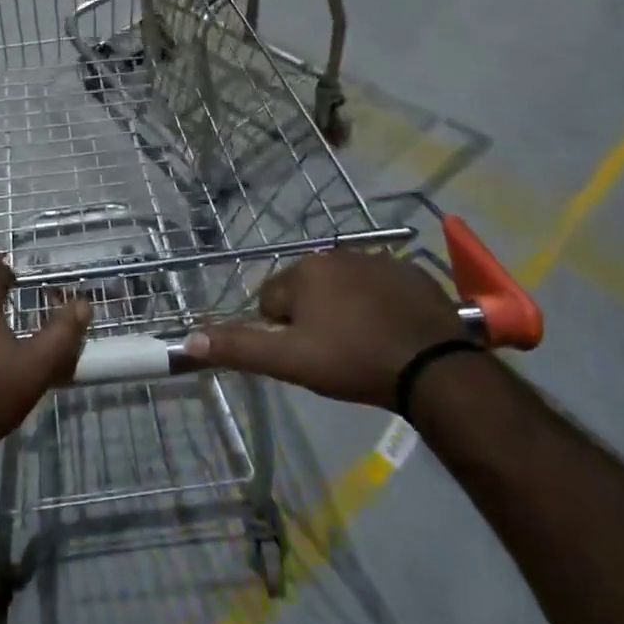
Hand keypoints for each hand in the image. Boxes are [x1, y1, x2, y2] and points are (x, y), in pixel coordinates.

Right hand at [182, 249, 463, 409]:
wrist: (434, 367)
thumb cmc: (353, 360)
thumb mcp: (290, 361)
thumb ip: (239, 347)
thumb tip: (189, 340)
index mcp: (304, 271)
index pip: (271, 299)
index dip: (283, 331)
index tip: (308, 354)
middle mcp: (336, 255)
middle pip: (306, 290)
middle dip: (313, 317)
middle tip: (334, 352)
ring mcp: (377, 260)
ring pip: (343, 288)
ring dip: (345, 310)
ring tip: (365, 345)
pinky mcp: (410, 274)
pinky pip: (380, 288)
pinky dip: (379, 305)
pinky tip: (392, 333)